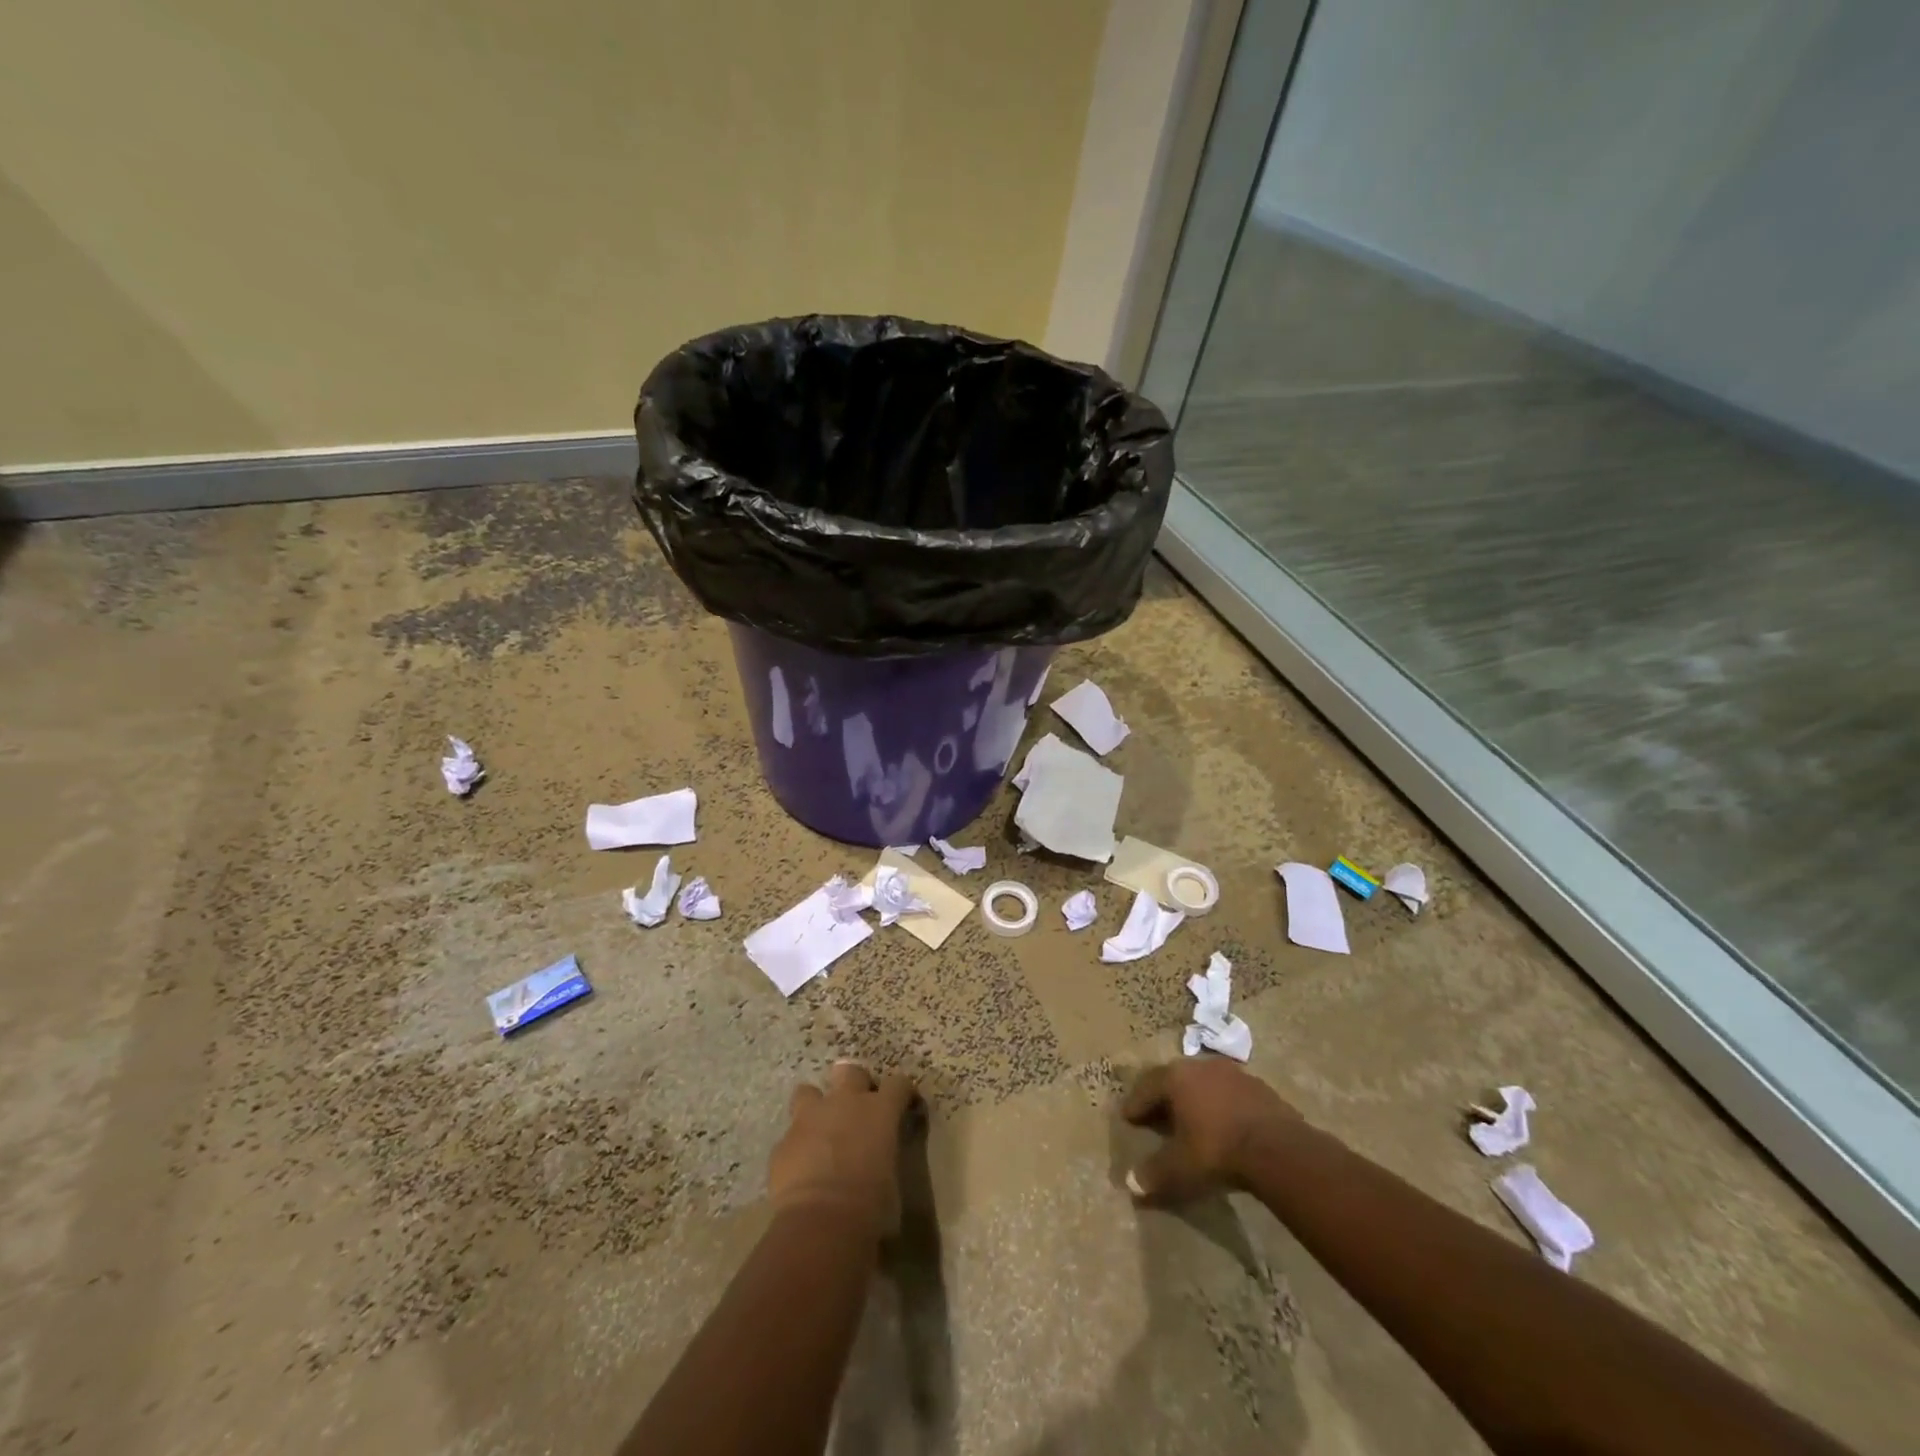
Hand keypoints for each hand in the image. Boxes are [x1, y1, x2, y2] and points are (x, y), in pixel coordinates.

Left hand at [769, 1060, 916, 1239]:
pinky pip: (790, 1136)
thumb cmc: (870, 1207)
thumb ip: (884, 1158)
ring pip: (808, 1092)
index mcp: (880, 1111)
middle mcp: (844, 1103)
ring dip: (815, 1107)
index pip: (898, 1084)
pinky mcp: (783, 1143)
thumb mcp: (891, 1181)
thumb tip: (879, 1162)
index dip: (901, 1093)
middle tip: (856, 1109)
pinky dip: (797, 1147)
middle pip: (850, 1072)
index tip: (904, 1105)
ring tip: (819, 1130)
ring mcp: (809, 1119)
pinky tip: (800, 1169)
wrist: (820, 1225)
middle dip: (854, 1084)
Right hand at [1121, 1059, 1300, 1205]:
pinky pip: (1231, 1094)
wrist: (1277, 1149)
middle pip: (1174, 1079)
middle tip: (1156, 1115)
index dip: (1136, 1104)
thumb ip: (1153, 1174)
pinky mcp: (1260, 1088)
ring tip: (1192, 1120)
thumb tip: (1130, 1184)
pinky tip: (1225, 1125)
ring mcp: (1233, 1074)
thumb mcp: (1180, 1168)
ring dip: (1195, 1099)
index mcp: (1176, 1078)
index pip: (1147, 1087)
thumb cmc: (1217, 1151)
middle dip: (1164, 1097)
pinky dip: (1221, 1106)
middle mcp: (1202, 1067)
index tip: (1129, 1117)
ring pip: (1204, 1083)